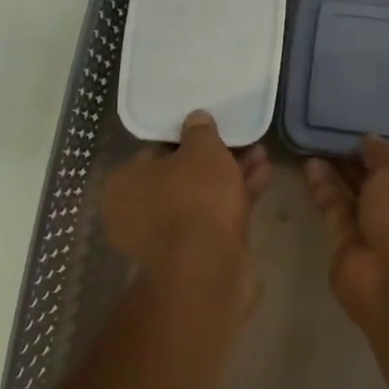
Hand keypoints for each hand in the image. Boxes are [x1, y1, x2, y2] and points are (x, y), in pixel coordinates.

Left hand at [101, 112, 271, 304]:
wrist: (208, 269)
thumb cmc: (195, 198)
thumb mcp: (202, 149)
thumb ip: (200, 130)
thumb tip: (196, 119)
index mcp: (123, 183)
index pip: (155, 151)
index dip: (187, 139)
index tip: (212, 131)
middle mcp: (135, 211)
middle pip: (181, 175)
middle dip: (216, 159)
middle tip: (243, 141)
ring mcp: (164, 237)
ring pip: (201, 197)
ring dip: (231, 176)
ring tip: (262, 155)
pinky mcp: (192, 255)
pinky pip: (213, 217)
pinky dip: (236, 198)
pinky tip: (264, 177)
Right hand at [303, 136, 388, 323]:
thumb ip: (381, 154)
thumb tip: (369, 139)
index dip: (382, 156)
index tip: (360, 136)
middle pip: (375, 186)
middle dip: (354, 165)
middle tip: (330, 139)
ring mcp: (375, 236)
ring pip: (352, 200)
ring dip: (335, 176)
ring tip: (314, 147)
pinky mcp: (347, 249)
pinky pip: (335, 213)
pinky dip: (324, 192)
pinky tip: (310, 167)